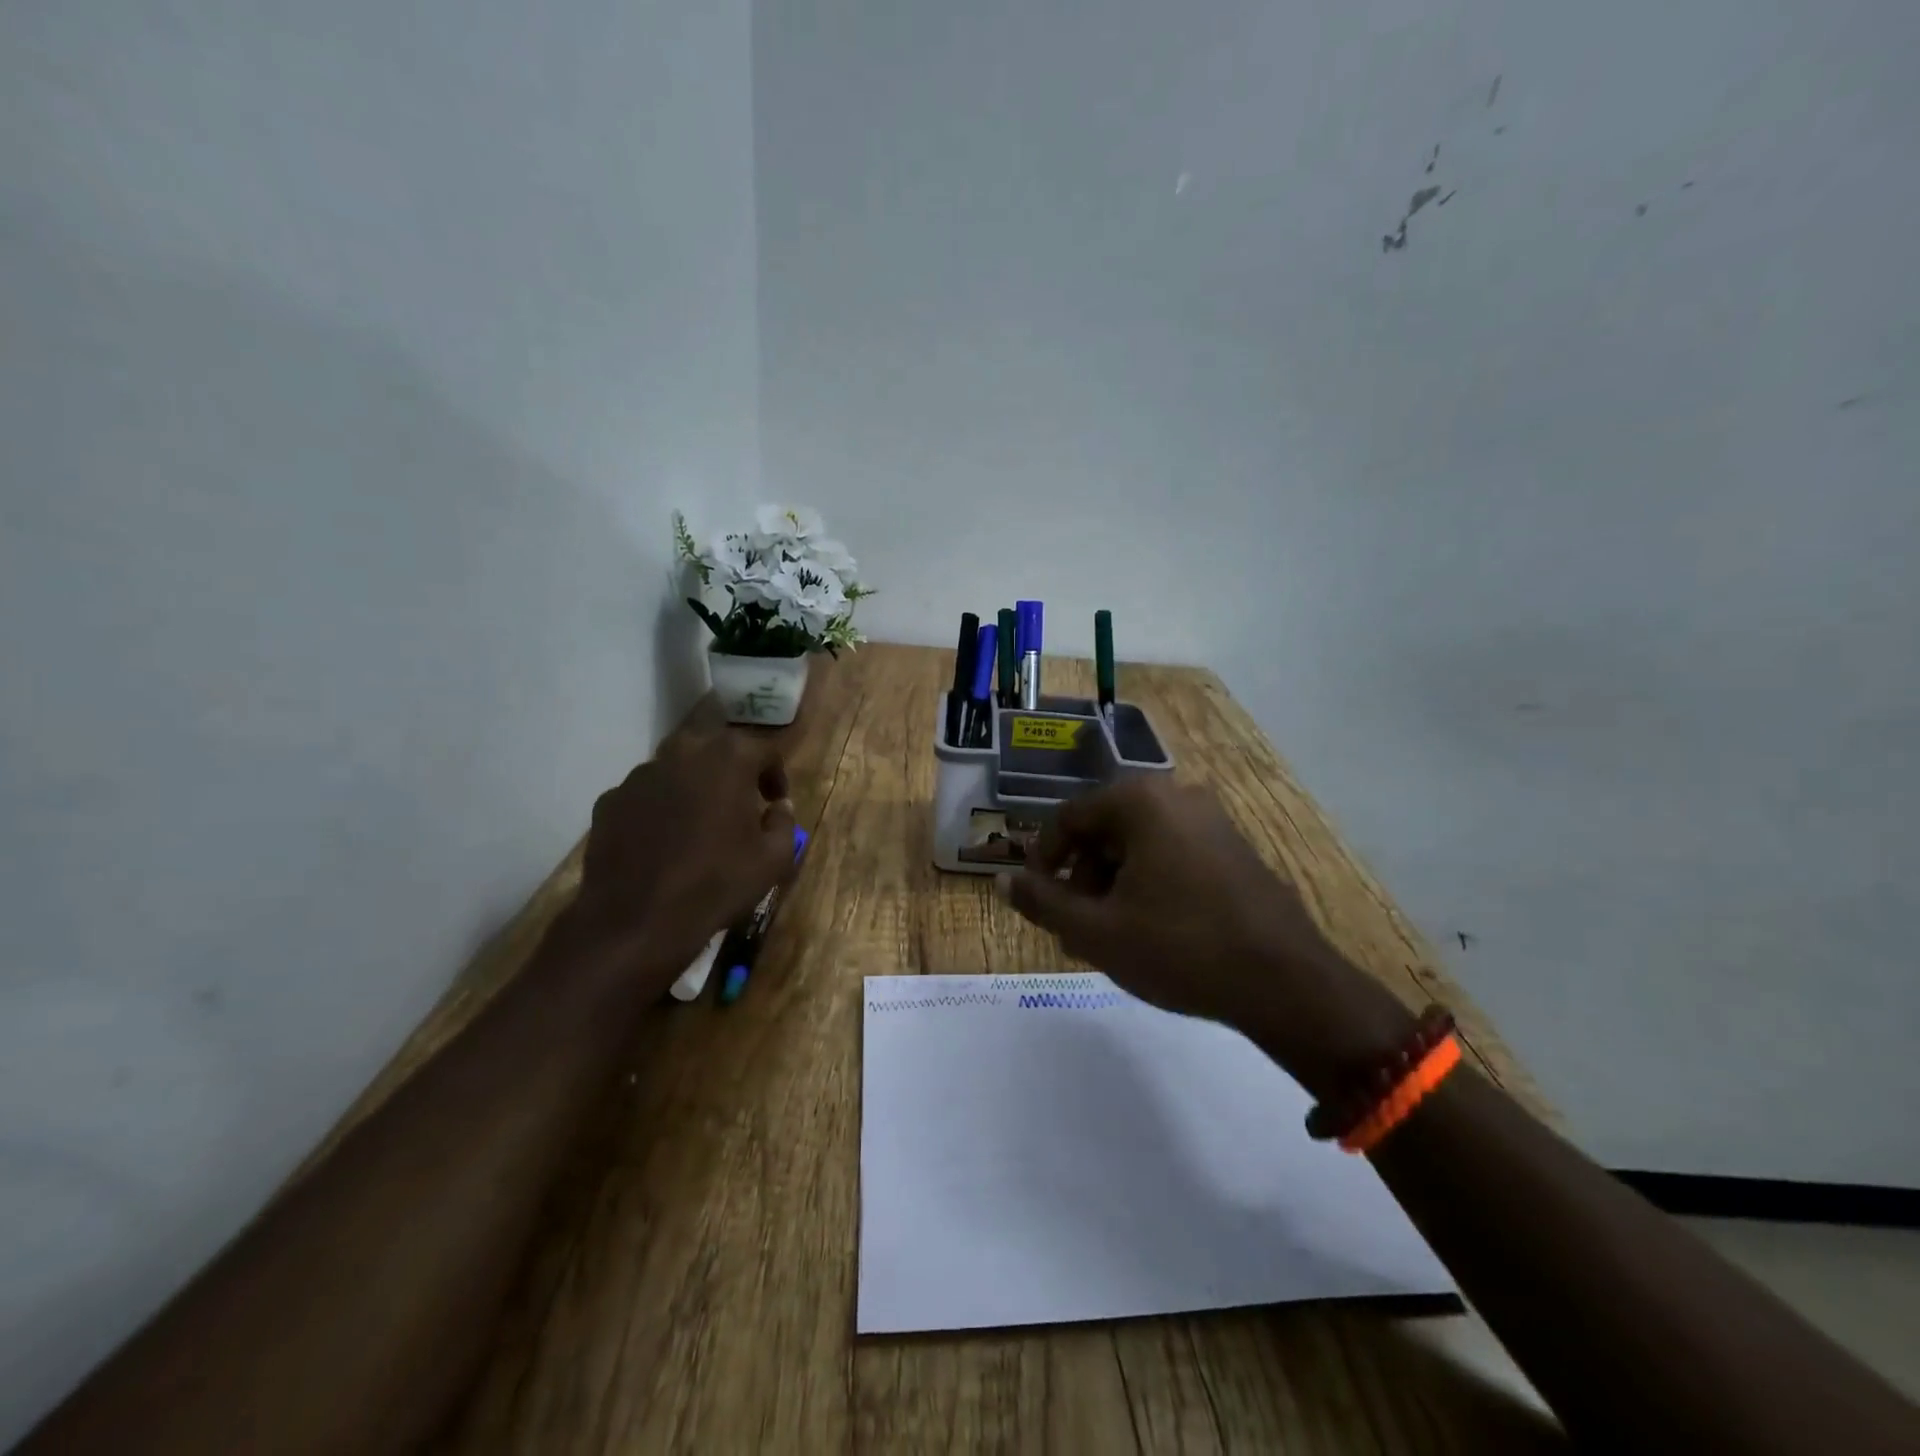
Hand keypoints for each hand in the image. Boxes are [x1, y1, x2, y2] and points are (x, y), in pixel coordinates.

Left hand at [560, 696, 797, 998]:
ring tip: (698, 817)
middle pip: (712, 737)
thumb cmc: (717, 884)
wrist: (636, 922)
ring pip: (674, 763)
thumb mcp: (774, 859)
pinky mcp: (610, 800)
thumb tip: (778, 807)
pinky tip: (662, 839)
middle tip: (736, 792)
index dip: (775, 774)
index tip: (774, 801)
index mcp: (730, 758)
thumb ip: (783, 823)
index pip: (764, 749)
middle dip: (728, 759)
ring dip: (692, 780)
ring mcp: (640, 775)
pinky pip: (644, 793)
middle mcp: (684, 753)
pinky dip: (658, 806)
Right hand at [1001, 777, 1412, 1093]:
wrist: (1287, 983)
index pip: (1069, 818)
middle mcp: (1177, 796)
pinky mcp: (1235, 847)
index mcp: (1140, 801)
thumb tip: (1002, 880)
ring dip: (1113, 884)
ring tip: (1110, 936)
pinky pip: (1172, 853)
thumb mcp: (1097, 931)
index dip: (1043, 858)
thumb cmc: (1180, 948)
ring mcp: (1212, 820)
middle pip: (1105, 829)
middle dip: (1081, 876)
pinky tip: (1150, 929)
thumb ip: (1043, 902)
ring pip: (1139, 844)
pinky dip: (1148, 883)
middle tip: (1075, 926)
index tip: (1037, 898)